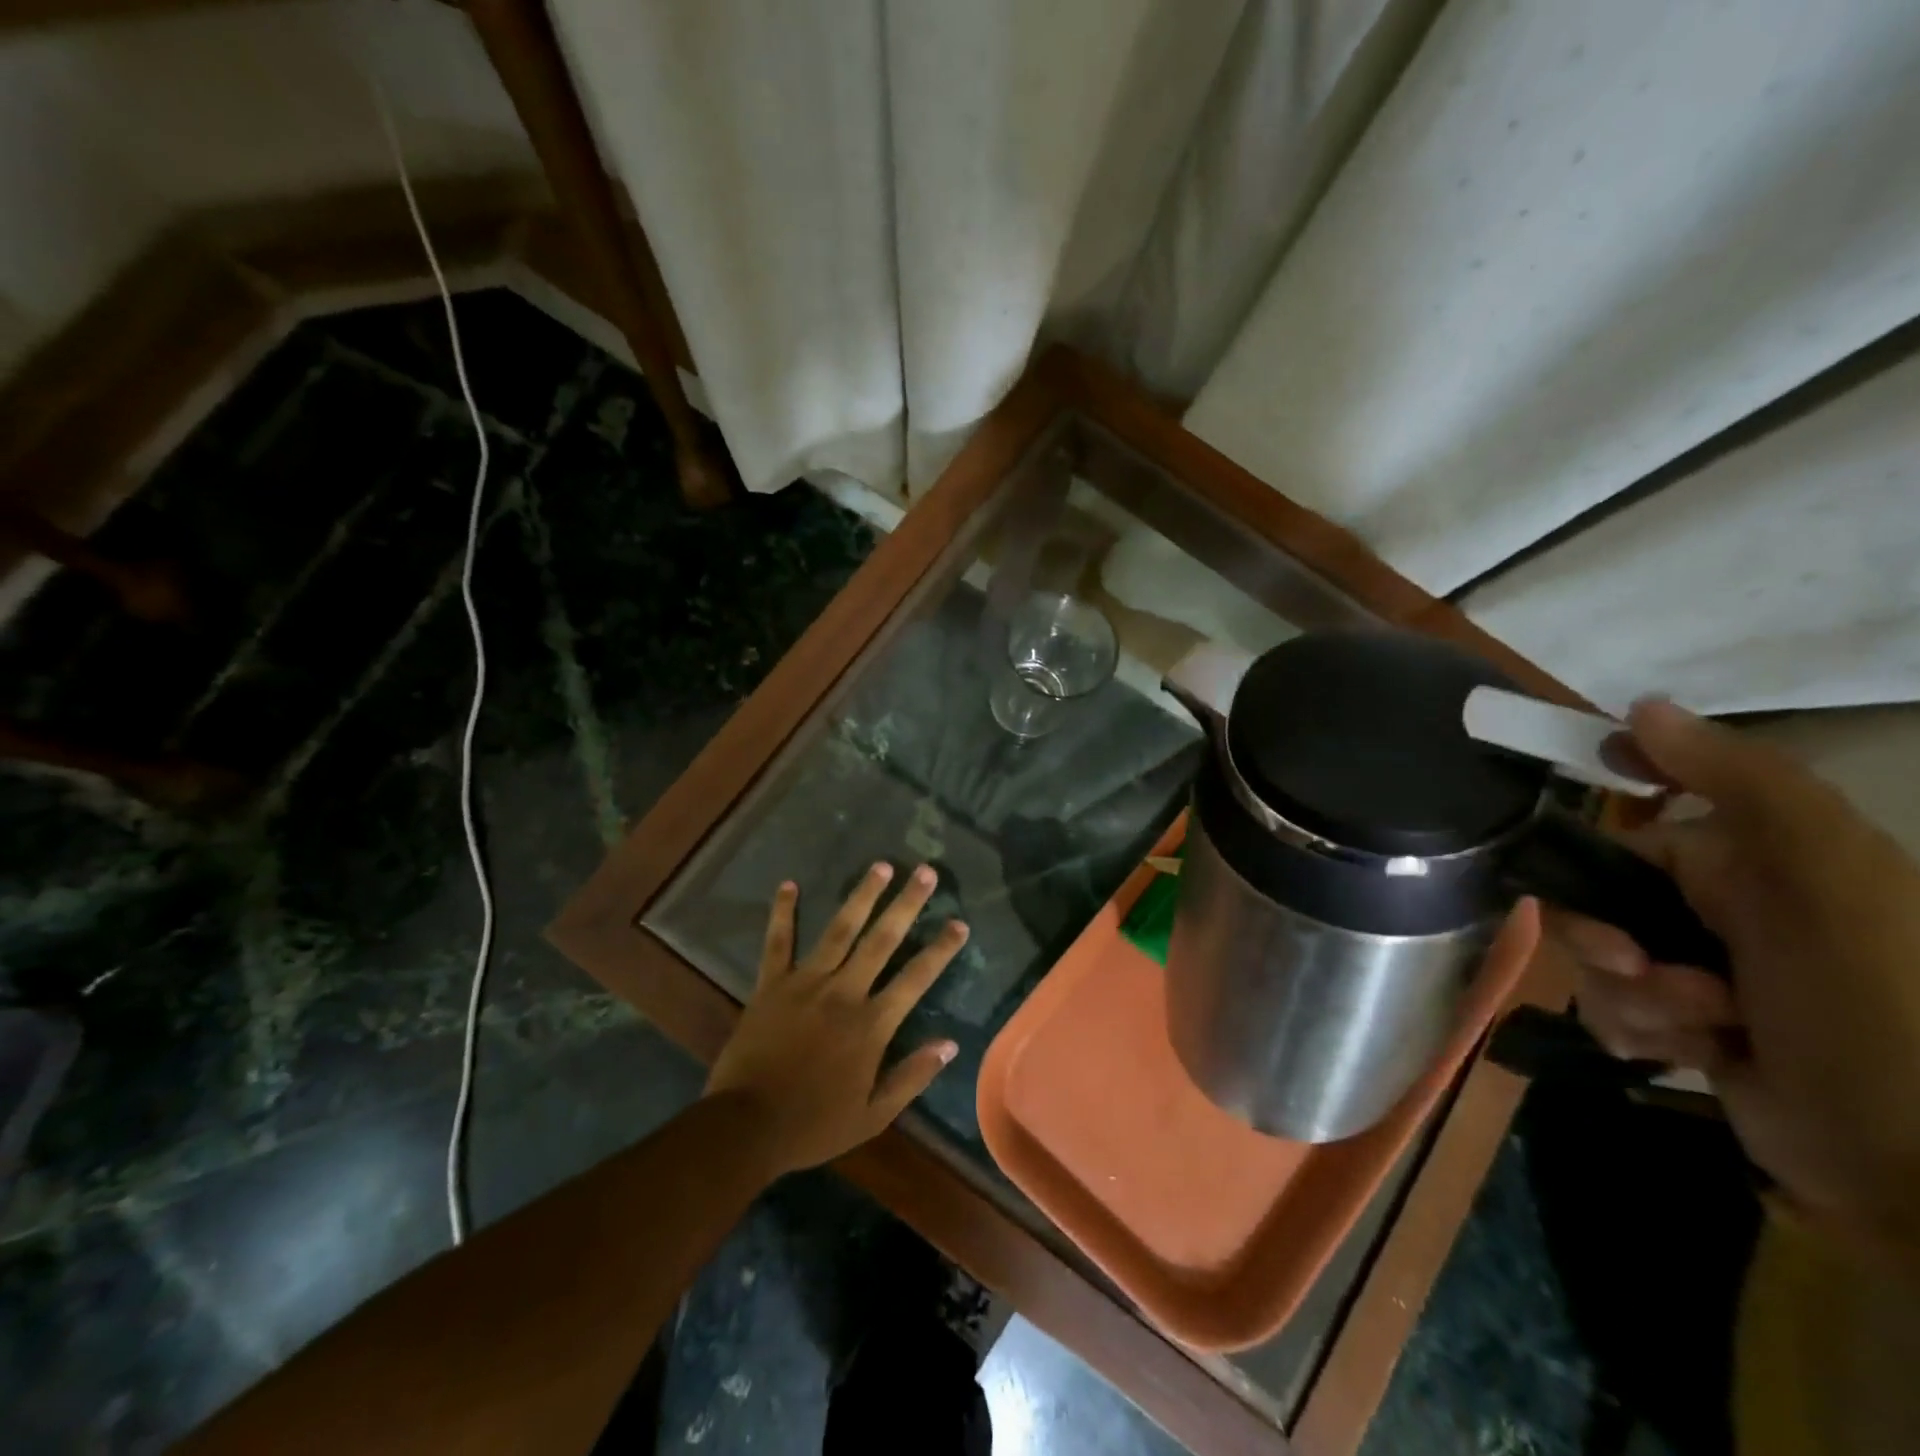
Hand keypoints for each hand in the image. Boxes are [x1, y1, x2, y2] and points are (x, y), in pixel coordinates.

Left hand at [704, 862, 968, 1176]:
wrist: (746, 1127)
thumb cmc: (813, 1124)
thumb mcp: (873, 1116)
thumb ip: (912, 1077)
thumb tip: (951, 1044)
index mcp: (871, 1024)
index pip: (916, 978)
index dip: (940, 949)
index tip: (959, 922)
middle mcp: (844, 992)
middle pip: (882, 940)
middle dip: (907, 904)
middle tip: (926, 871)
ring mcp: (806, 983)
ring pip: (840, 930)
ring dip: (862, 896)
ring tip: (881, 866)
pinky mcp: (771, 984)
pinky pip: (777, 942)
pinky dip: (782, 912)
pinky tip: (788, 884)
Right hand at [1547, 700, 1919, 1263]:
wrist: (1919, 1173)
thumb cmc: (1878, 1010)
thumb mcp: (1829, 880)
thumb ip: (1742, 784)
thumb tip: (1639, 708)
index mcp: (1752, 862)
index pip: (1624, 834)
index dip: (1585, 850)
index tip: (1562, 874)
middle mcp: (1722, 910)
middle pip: (1595, 900)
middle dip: (1601, 940)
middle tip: (1646, 971)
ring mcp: (1701, 972)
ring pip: (1598, 959)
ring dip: (1622, 995)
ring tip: (1691, 1029)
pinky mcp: (1687, 1030)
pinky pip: (1612, 1009)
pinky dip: (1632, 1030)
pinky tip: (1682, 1055)